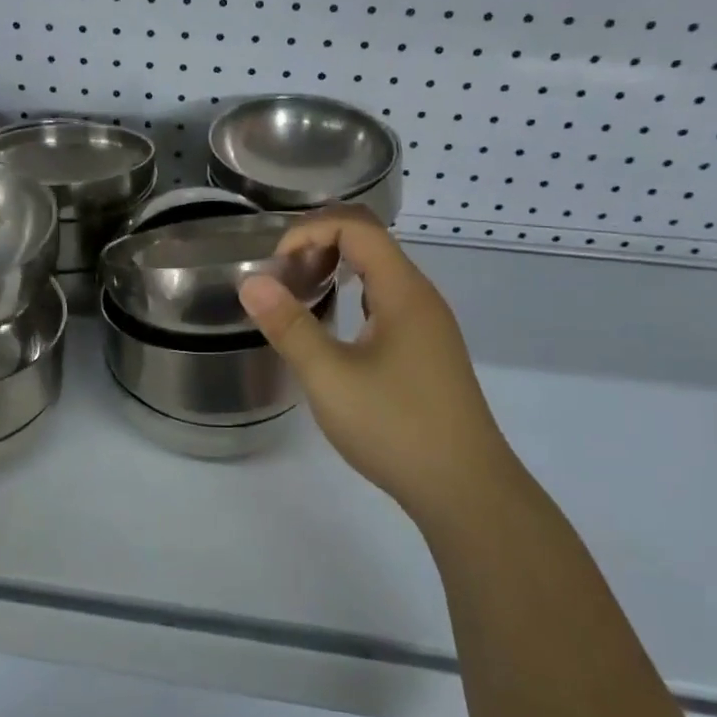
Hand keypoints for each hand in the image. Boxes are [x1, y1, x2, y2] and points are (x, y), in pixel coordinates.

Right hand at [237, 207, 523, 523]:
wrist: (464, 489)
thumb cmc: (395, 426)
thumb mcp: (329, 377)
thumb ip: (289, 326)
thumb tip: (251, 282)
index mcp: (403, 291)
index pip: (356, 227)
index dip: (309, 231)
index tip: (274, 268)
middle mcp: (420, 298)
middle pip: (369, 242)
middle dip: (318, 246)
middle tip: (281, 280)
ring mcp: (427, 326)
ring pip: (378, 274)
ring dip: (335, 271)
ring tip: (298, 297)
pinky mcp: (425, 351)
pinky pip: (385, 302)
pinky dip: (351, 298)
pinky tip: (331, 330)